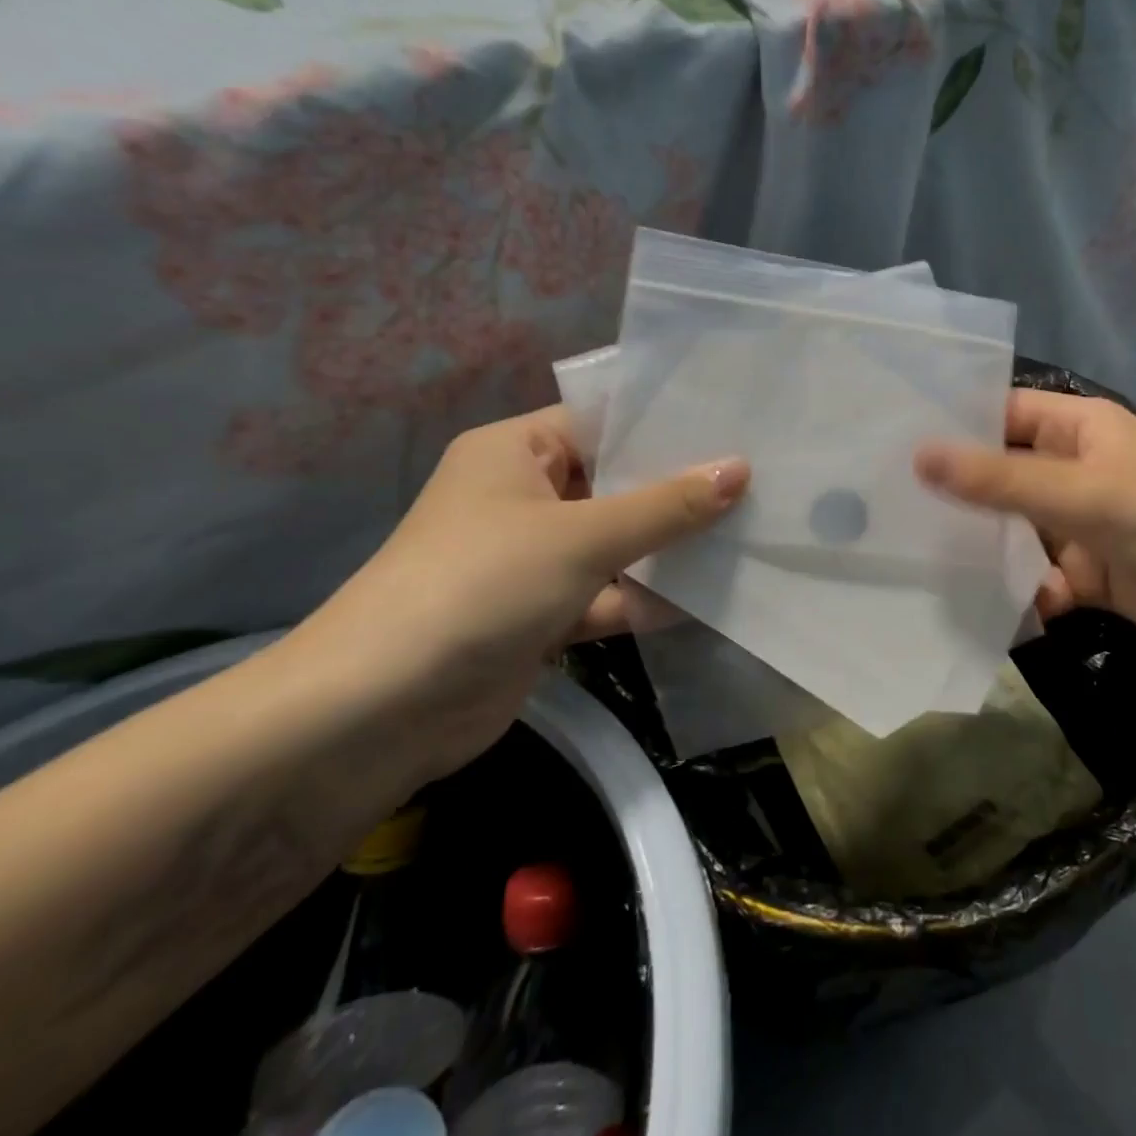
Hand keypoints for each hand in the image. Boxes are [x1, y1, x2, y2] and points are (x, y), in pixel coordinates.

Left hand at [308, 406, 747, 779]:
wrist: (379, 713)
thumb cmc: (482, 586)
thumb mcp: (583, 536)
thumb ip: (666, 506)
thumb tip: (740, 468)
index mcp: (516, 451)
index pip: (601, 421)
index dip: (664, 424)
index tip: (732, 425)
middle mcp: (522, 496)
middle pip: (614, 483)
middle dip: (677, 488)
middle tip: (756, 477)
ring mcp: (532, 558)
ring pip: (614, 542)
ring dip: (666, 546)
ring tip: (746, 531)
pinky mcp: (541, 613)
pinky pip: (606, 592)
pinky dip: (644, 597)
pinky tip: (706, 597)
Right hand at [915, 391, 1135, 658]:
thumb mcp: (1082, 495)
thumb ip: (1000, 481)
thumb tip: (919, 456)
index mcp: (1076, 430)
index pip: (1001, 414)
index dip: (953, 425)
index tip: (892, 443)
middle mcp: (1073, 470)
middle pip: (1001, 475)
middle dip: (956, 494)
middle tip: (887, 509)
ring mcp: (1079, 523)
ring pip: (1013, 530)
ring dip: (981, 548)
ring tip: (915, 560)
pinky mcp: (1088, 573)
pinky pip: (1036, 576)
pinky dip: (1017, 591)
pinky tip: (984, 608)